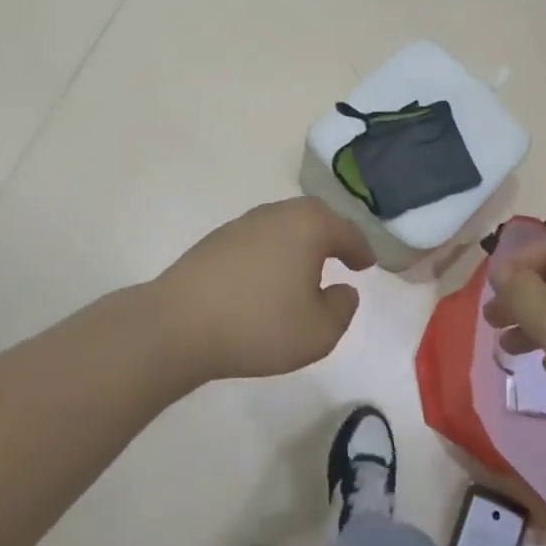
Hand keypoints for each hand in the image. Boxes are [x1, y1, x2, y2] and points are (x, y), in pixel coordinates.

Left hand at [154, 198, 377, 382]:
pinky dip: (271, 254)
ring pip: (283, 226)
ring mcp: (242, 224)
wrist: (178, 326)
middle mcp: (276, 214)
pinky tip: (267, 280)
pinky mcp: (215, 241)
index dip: (361, 249)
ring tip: (304, 272)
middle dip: (331, 236)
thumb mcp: (319, 332)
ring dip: (299, 244)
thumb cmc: (259, 325)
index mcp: (308, 226)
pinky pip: (257, 240)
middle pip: (313, 217)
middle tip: (341, 257)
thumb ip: (342, 309)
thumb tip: (343, 289)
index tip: (367, 265)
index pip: (346, 231)